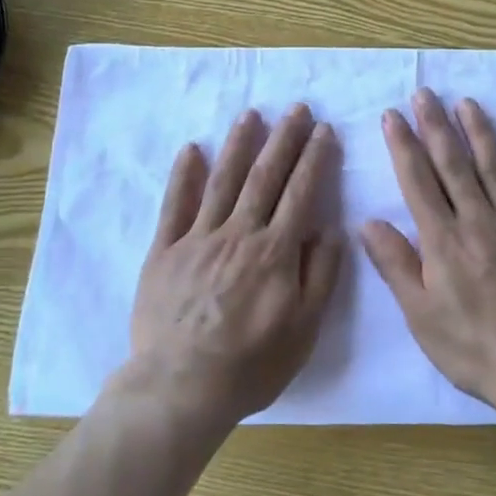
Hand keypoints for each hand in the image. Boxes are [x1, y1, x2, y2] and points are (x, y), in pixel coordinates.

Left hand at [127, 104, 344, 431]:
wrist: (182, 387)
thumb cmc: (251, 365)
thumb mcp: (304, 330)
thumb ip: (320, 276)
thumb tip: (331, 229)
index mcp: (275, 252)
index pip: (300, 193)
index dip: (314, 158)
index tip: (324, 130)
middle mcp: (238, 233)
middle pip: (265, 177)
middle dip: (284, 139)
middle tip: (296, 108)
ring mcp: (198, 238)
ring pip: (223, 181)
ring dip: (238, 144)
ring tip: (251, 114)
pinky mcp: (164, 250)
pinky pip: (174, 205)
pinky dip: (183, 175)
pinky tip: (192, 149)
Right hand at [362, 90, 495, 407]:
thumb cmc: (472, 347)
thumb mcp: (420, 314)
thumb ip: (395, 264)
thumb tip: (368, 221)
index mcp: (443, 240)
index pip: (417, 181)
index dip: (403, 145)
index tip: (392, 115)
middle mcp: (479, 221)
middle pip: (454, 165)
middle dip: (436, 126)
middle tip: (425, 93)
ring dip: (480, 133)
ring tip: (467, 103)